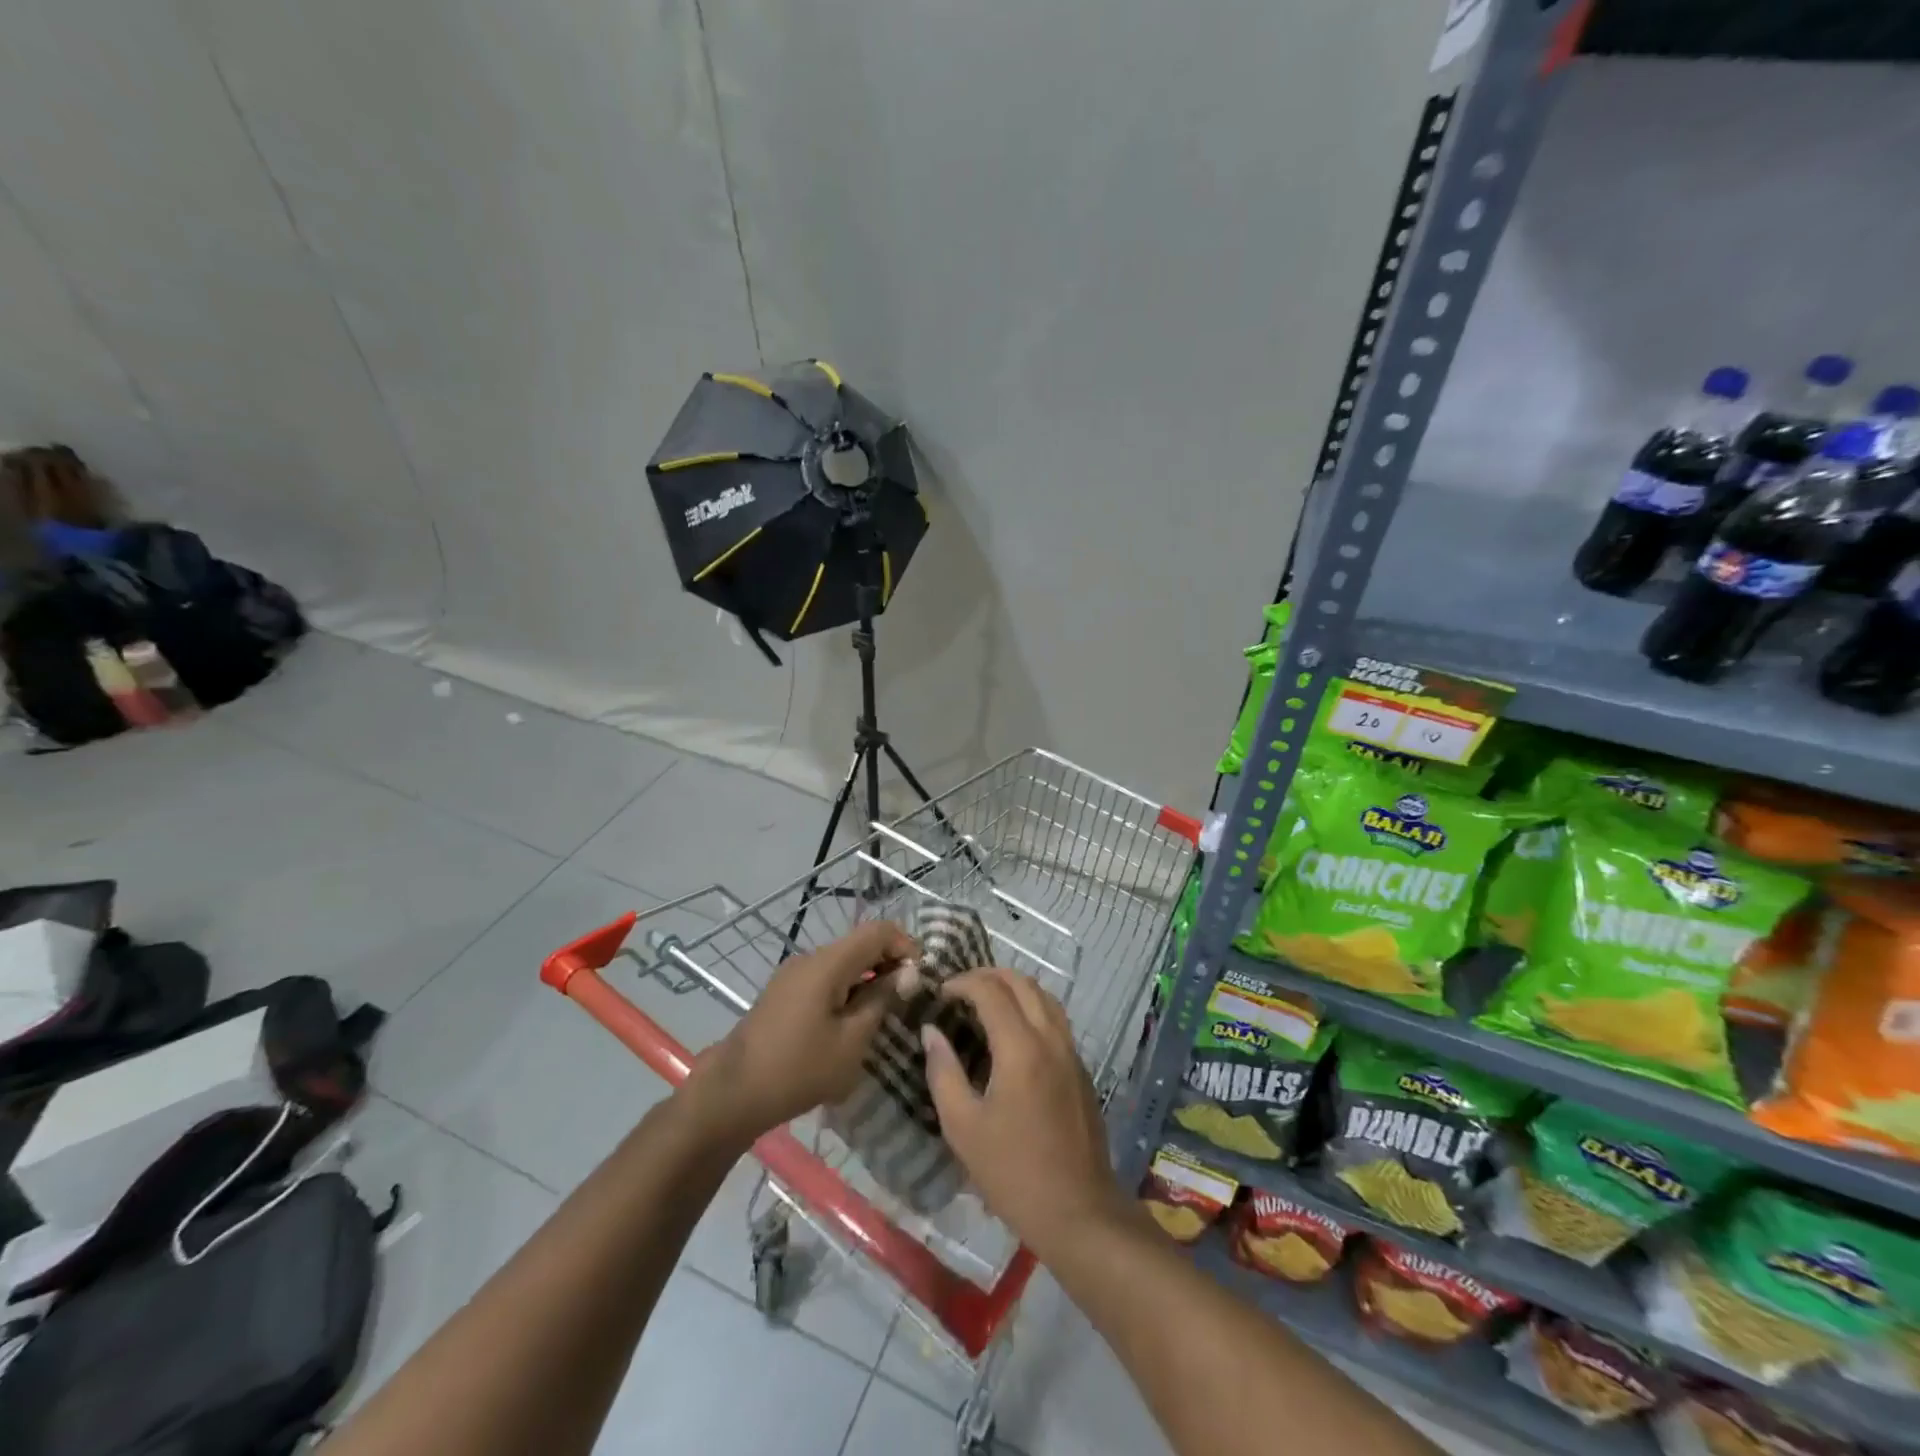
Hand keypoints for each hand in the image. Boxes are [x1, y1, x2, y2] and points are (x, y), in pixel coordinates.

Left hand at [684, 920, 912, 1146]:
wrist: (733, 1093)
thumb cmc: (799, 1068)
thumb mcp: (852, 1040)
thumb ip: (882, 999)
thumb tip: (907, 972)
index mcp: (828, 963)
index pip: (878, 931)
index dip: (906, 945)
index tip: (921, 977)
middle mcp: (810, 958)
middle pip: (860, 944)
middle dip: (889, 963)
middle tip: (908, 998)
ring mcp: (794, 974)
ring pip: (843, 962)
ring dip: (868, 978)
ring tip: (883, 1013)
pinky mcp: (784, 993)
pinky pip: (826, 978)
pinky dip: (847, 989)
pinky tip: (852, 1022)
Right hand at [922, 967, 1129, 1260]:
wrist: (1079, 1211)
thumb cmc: (1012, 1172)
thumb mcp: (963, 1126)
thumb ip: (943, 1072)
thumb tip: (931, 1032)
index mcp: (1021, 1047)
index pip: (990, 990)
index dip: (962, 982)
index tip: (940, 992)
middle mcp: (1051, 1038)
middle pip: (1022, 983)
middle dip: (989, 976)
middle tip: (960, 990)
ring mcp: (1071, 1052)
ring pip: (1044, 996)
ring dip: (1014, 988)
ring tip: (985, 1002)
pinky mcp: (1080, 1069)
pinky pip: (1055, 1019)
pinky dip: (1031, 1007)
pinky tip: (1012, 1032)